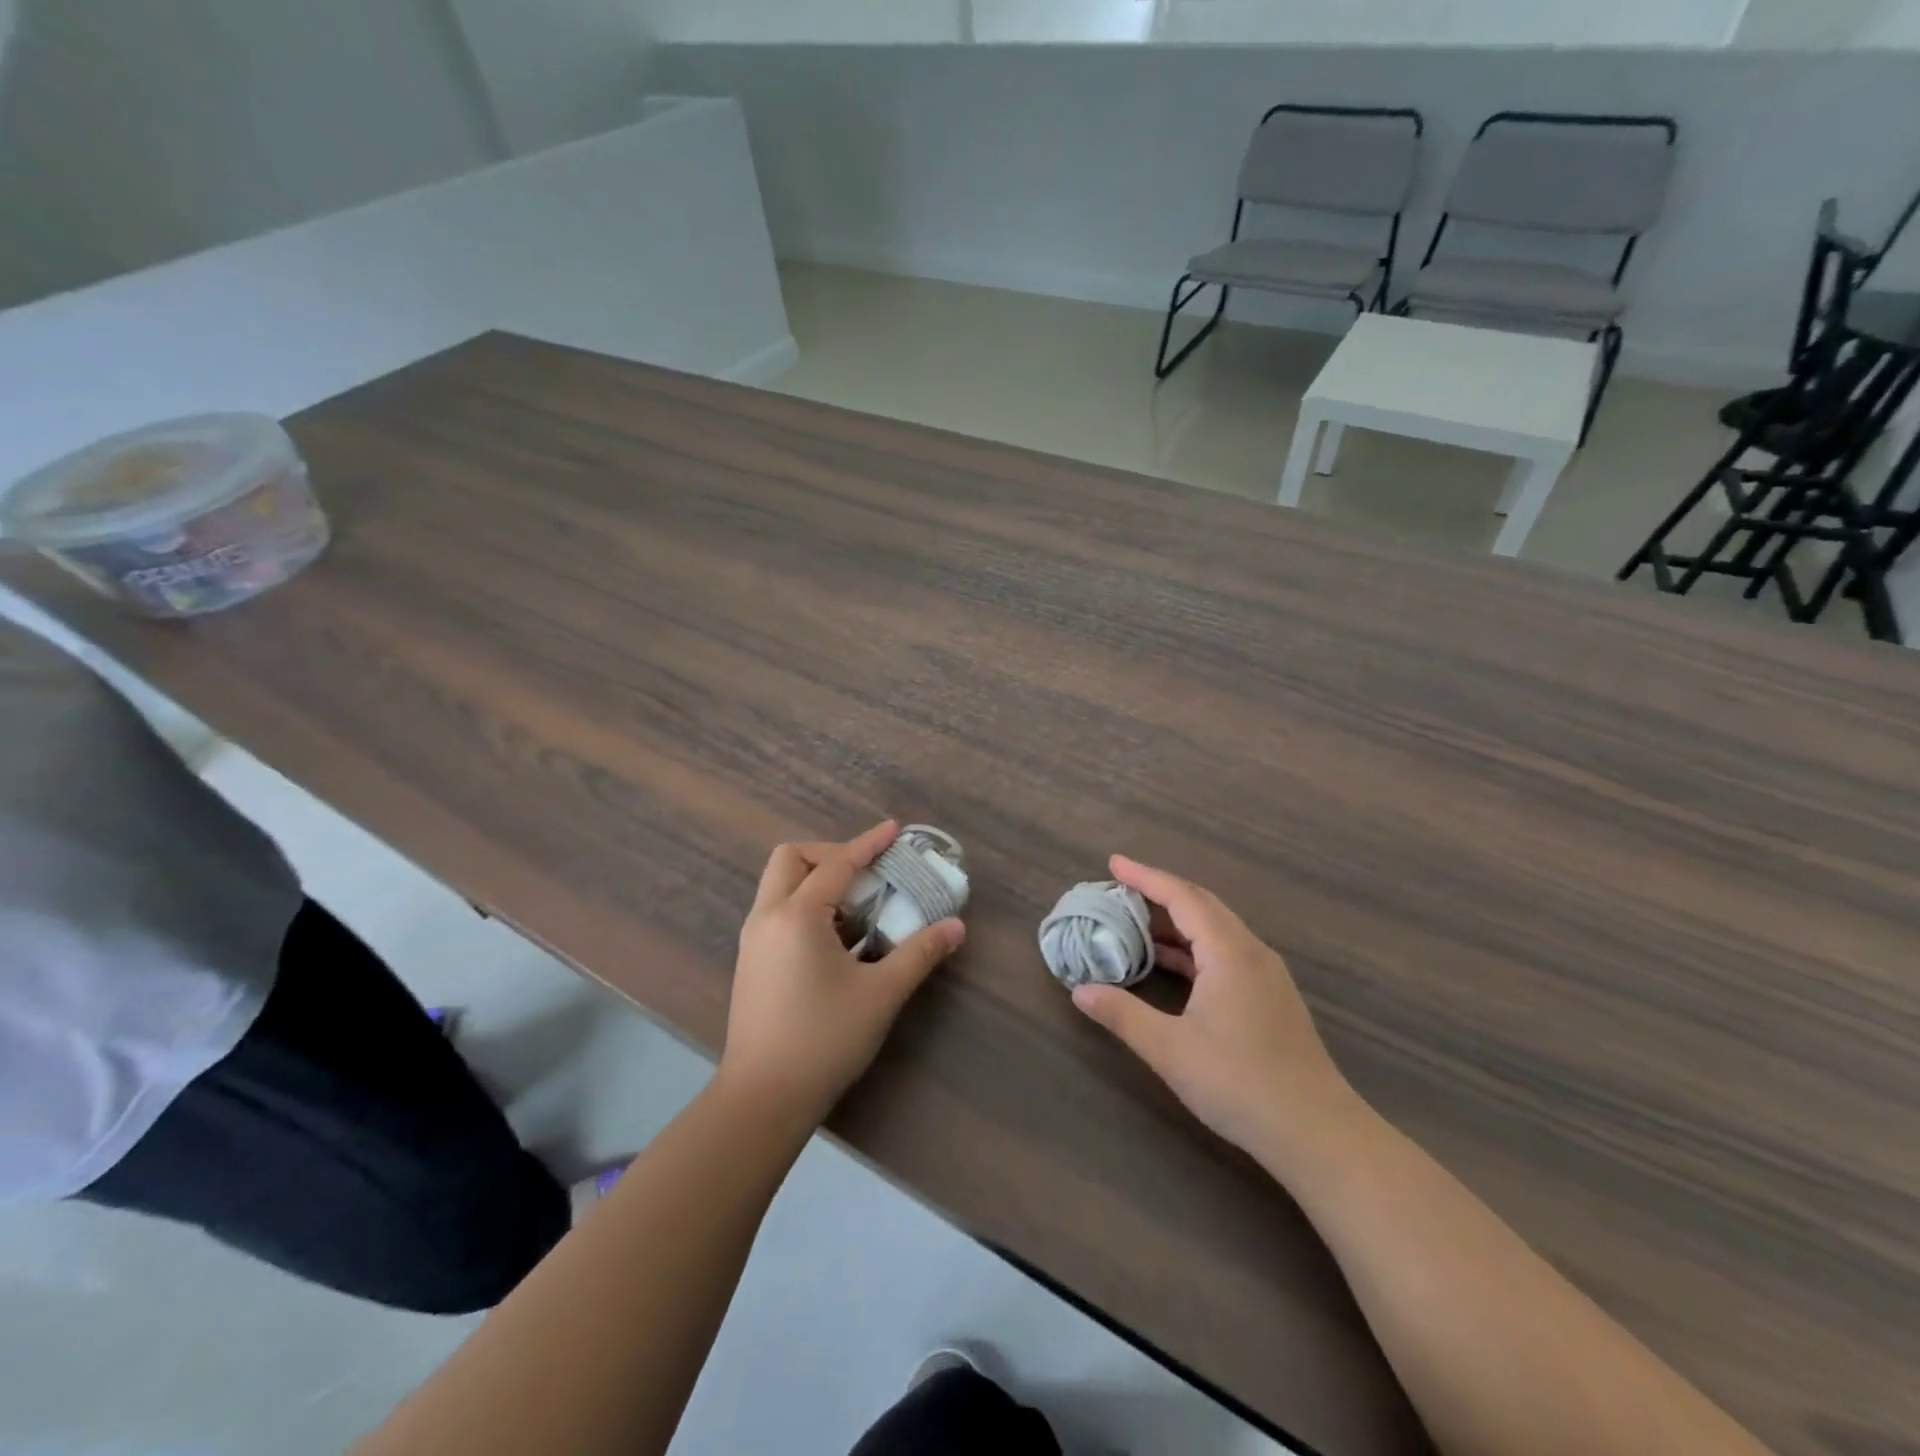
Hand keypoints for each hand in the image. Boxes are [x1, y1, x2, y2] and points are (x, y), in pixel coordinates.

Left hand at [719, 821, 964, 1129]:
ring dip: (816, 881)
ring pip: (780, 885)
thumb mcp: (881, 994)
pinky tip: (835, 940)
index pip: (837, 864)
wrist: (763, 1098)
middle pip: (791, 859)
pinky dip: (806, 907)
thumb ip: (919, 954)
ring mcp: (754, 940)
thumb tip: (956, 926)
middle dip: (830, 854)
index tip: (894, 829)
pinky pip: (777, 912)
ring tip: (856, 908)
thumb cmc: (824, 1040)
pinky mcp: (751, 962)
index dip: (868, 843)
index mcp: (797, 916)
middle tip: (866, 873)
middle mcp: (767, 917)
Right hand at [1071, 856, 1355, 1156]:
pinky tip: (1169, 964)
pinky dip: (1192, 948)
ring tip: (1134, 922)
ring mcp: (1265, 976)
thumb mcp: (1170, 1050)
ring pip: (1215, 930)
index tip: (1113, 863)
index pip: (1183, 897)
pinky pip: (1224, 953)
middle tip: (1119, 888)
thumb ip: (1123, 1014)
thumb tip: (1080, 990)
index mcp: (1230, 952)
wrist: (1318, 1135)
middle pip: (1202, 905)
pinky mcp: (1270, 998)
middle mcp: (1251, 952)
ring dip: (1176, 921)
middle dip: (1159, 892)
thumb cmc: (1240, 1084)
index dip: (1145, 877)